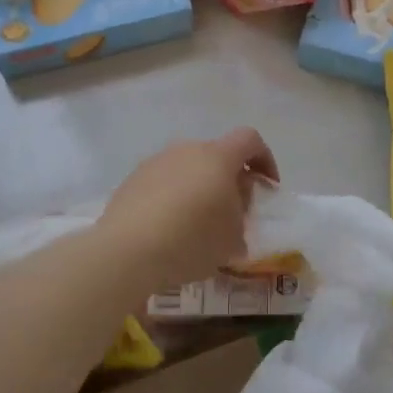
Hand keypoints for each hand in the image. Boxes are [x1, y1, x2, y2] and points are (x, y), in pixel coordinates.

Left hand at [98, 128, 278, 291]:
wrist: (126, 252)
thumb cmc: (191, 241)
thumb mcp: (232, 238)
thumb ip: (241, 217)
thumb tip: (233, 209)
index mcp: (217, 157)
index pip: (250, 140)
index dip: (265, 159)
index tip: (267, 186)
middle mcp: (185, 150)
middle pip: (216, 155)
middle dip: (229, 179)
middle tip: (233, 212)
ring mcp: (155, 162)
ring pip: (187, 168)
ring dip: (199, 189)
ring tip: (198, 224)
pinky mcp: (131, 181)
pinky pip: (163, 183)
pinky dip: (173, 198)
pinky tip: (169, 229)